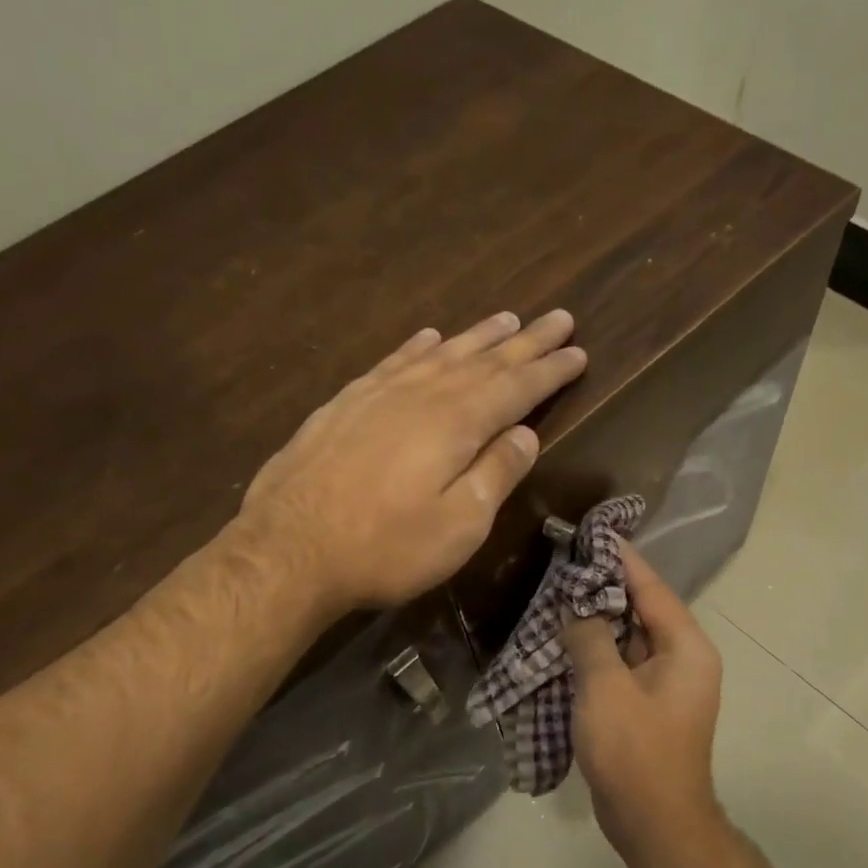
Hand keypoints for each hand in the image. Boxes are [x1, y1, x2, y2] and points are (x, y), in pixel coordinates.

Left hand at [237, 309, 585, 612]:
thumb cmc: (385, 547)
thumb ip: (496, 475)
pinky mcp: (345, 404)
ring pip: (440, 353)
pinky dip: (417, 346)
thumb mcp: (459, 526)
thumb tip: (527, 434)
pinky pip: (393, 362)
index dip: (551, 370)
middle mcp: (422, 395)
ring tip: (507, 318)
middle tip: (559, 318)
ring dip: (478, 336)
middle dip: (526, 341)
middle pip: (484, 359)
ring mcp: (379, 394)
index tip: (578, 351)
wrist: (288, 549)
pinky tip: (428, 337)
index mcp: (457, 423)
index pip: (517, 387)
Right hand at [562, 544, 724, 859]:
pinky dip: (597, 650)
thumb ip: (589, 638)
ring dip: (597, 620)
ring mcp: (666, 684)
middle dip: (604, 588)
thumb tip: (576, 606)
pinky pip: (622, 664)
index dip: (621, 559)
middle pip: (642, 610)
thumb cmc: (635, 750)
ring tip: (559, 593)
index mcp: (686, 647)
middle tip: (565, 563)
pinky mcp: (648, 706)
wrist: (654, 823)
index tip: (593, 533)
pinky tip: (566, 640)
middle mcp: (683, 659)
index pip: (652, 588)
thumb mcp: (605, 687)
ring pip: (629, 638)